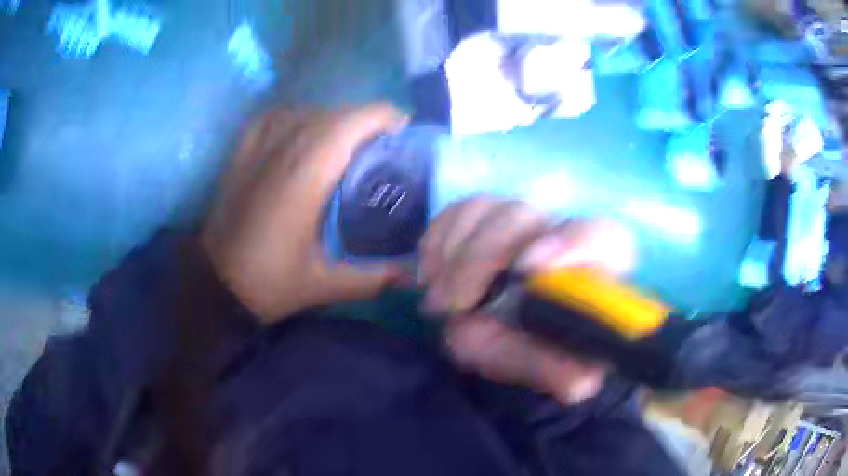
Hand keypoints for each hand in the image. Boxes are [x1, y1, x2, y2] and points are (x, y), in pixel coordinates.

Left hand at [202, 105, 407, 323]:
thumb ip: (375, 277)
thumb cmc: (269, 282)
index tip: (406, 132)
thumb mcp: (326, 284)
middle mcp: (284, 149)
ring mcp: (259, 147)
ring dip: (336, 119)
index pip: (352, 121)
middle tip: (386, 146)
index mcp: (307, 174)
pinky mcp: (242, 153)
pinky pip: (276, 117)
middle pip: (335, 113)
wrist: (214, 283)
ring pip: (307, 111)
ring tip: (351, 142)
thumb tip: (415, 274)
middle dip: (367, 120)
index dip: (385, 117)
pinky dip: (298, 116)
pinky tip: (305, 131)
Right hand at [418, 197, 635, 403]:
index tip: (528, 270)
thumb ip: (561, 371)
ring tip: (438, 298)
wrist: (521, 328)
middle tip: (453, 305)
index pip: (600, 237)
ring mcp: (521, 220)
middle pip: (523, 216)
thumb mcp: (545, 365)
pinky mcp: (488, 216)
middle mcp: (558, 231)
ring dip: (453, 253)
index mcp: (597, 263)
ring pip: (486, 209)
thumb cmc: (541, 343)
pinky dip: (437, 239)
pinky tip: (431, 273)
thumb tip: (579, 383)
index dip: (569, 244)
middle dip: (482, 257)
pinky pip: (458, 210)